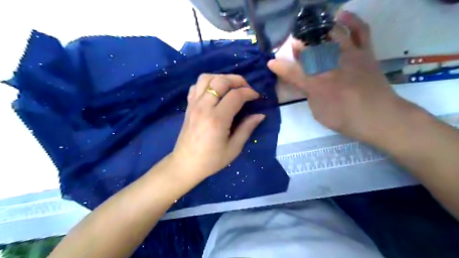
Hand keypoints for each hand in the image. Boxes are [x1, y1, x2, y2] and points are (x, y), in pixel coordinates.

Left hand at [172, 74, 265, 179]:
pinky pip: (197, 86)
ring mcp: (194, 104)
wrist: (185, 164)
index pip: (236, 95)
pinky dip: (208, 83)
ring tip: (231, 87)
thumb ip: (247, 128)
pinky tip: (215, 92)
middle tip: (246, 88)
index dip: (249, 93)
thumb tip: (260, 115)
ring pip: (206, 78)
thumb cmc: (211, 160)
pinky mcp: (188, 106)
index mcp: (217, 119)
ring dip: (221, 78)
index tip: (256, 97)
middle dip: (237, 80)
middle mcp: (204, 107)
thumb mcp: (233, 148)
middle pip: (221, 81)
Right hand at [270, 10, 401, 143]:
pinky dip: (350, 20)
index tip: (271, 62)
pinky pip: (360, 30)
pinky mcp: (364, 52)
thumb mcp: (317, 111)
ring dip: (318, 30)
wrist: (379, 116)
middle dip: (298, 45)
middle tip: (294, 46)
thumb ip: (308, 94)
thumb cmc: (344, 118)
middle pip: (310, 49)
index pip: (292, 72)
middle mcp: (330, 65)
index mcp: (316, 84)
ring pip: (330, 34)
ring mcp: (349, 55)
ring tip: (312, 30)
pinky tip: (340, 15)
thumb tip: (304, 82)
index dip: (279, 67)